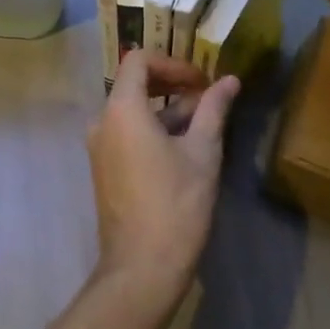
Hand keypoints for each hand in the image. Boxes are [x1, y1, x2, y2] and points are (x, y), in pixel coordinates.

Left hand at [86, 50, 238, 305]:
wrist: (141, 267)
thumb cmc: (176, 204)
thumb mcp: (202, 152)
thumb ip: (213, 110)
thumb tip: (230, 80)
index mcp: (121, 109)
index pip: (139, 60)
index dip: (173, 62)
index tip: (202, 81)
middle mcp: (102, 121)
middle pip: (133, 83)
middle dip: (171, 83)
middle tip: (206, 96)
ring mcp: (99, 147)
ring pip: (132, 110)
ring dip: (166, 109)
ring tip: (203, 123)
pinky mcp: (104, 168)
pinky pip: (126, 133)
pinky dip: (152, 128)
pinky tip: (183, 147)